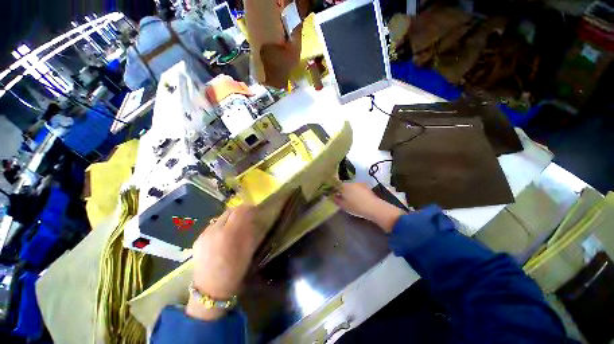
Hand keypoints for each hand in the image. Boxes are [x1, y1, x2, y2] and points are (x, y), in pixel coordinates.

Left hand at [187, 205, 264, 320]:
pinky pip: (212, 226)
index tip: (255, 210)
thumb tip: (252, 218)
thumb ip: (250, 230)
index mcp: (228, 233)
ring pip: (220, 218)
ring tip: (235, 227)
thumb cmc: (235, 270)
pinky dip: (221, 226)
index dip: (248, 208)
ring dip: (229, 219)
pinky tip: (223, 237)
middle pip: (228, 211)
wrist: (211, 290)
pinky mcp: (197, 239)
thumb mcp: (248, 249)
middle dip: (239, 212)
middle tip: (246, 217)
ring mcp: (203, 234)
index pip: (239, 210)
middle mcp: (214, 230)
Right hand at [332, 183, 405, 232]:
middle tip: (341, 197)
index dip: (333, 189)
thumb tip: (331, 196)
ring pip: (350, 186)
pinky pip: (357, 188)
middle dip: (341, 190)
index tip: (333, 194)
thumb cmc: (356, 206)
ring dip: (348, 190)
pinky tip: (357, 198)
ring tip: (349, 199)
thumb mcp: (343, 205)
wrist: (374, 207)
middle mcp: (351, 182)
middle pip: (343, 185)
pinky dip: (355, 191)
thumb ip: (335, 199)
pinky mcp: (365, 187)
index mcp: (344, 185)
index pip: (335, 185)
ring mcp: (359, 184)